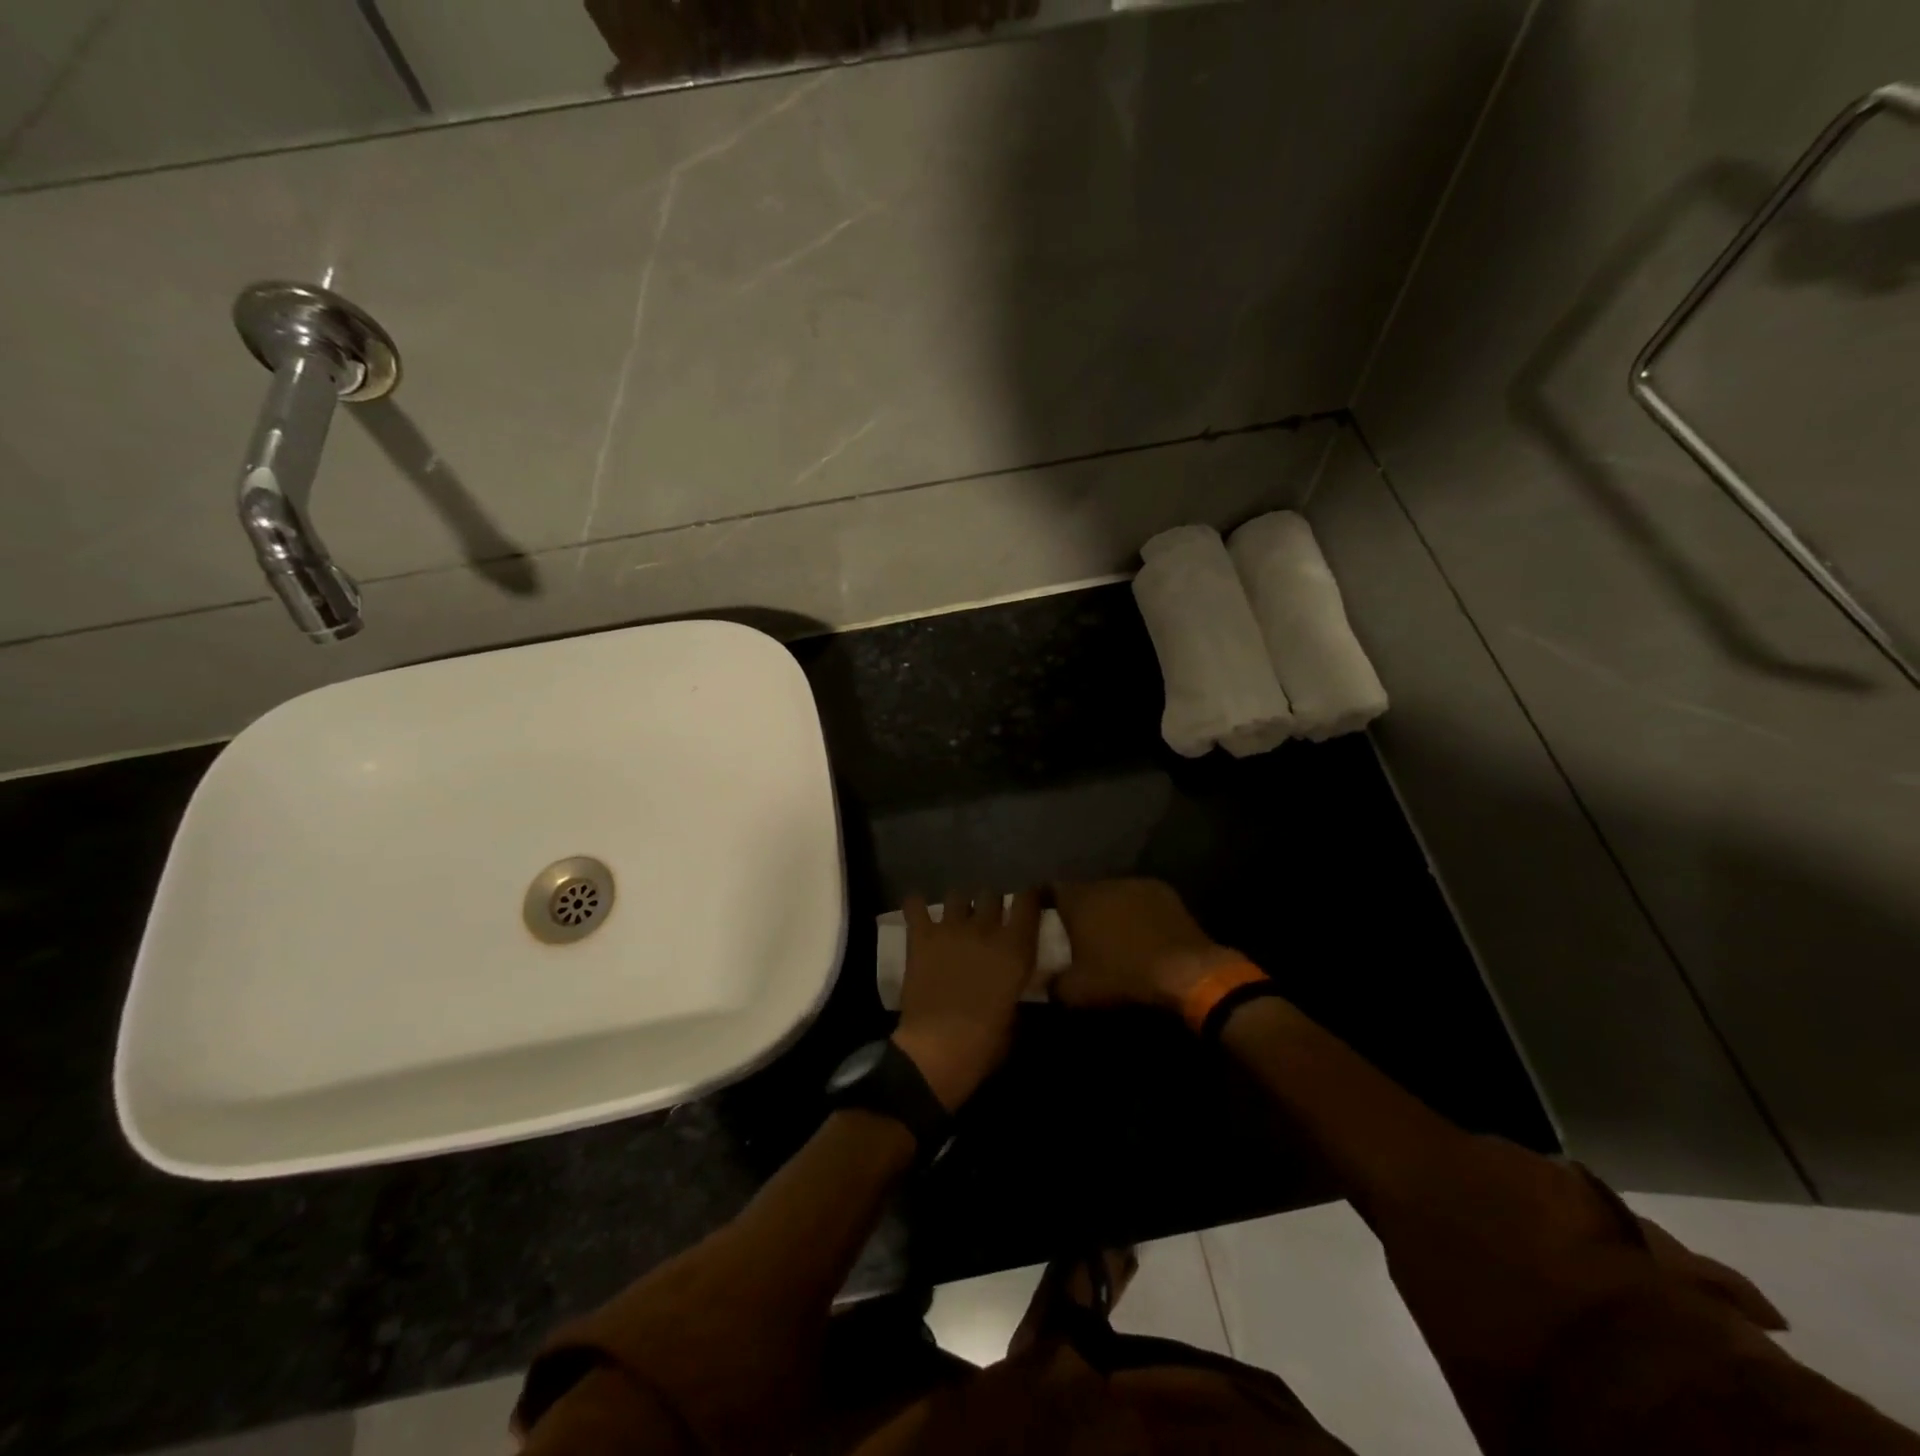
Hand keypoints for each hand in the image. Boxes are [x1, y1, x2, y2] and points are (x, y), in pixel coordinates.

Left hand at [893, 889, 1041, 1111]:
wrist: (937, 1048)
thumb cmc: (984, 1043)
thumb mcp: (1015, 1017)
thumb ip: (1015, 988)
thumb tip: (1011, 982)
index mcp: (1016, 948)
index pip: (1028, 901)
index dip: (1029, 897)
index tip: (1028, 901)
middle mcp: (986, 928)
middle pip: (991, 894)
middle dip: (990, 904)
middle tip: (987, 920)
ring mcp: (951, 928)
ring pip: (957, 895)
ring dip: (958, 906)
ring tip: (955, 919)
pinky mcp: (921, 936)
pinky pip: (915, 905)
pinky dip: (916, 906)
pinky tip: (917, 911)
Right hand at [1050, 879, 1242, 1012]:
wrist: (1185, 971)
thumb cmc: (1123, 975)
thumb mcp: (1077, 990)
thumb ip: (1051, 983)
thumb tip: (1039, 981)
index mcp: (1078, 898)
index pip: (1050, 888)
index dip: (1043, 902)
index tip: (1040, 917)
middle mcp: (1104, 882)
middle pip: (1083, 890)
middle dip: (1079, 908)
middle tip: (1077, 931)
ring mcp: (1137, 883)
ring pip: (1112, 893)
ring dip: (1109, 909)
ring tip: (1110, 933)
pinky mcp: (1164, 891)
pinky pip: (1139, 899)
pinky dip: (1135, 912)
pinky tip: (1140, 932)